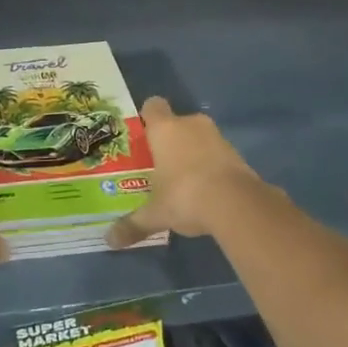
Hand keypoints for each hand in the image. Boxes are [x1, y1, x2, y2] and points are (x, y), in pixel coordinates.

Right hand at [106, 95, 269, 248]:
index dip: (148, 117)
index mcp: (165, 129)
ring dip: (194, 152)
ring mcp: (217, 137)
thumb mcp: (155, 214)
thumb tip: (109, 241)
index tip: (144, 135)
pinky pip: (218, 154)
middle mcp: (191, 125)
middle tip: (160, 163)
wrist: (237, 204)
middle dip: (171, 140)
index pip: (153, 105)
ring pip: (199, 137)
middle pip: (177, 122)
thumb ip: (133, 224)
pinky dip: (212, 166)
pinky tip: (207, 191)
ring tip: (184, 180)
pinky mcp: (238, 154)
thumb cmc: (184, 196)